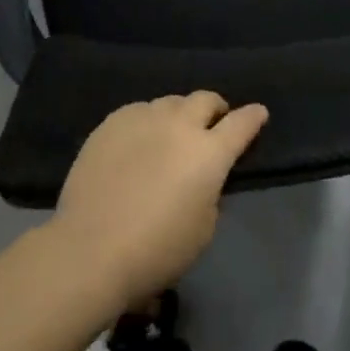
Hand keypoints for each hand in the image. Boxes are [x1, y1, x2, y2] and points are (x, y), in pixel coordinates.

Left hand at [51, 91, 268, 309]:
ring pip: (170, 102)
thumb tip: (200, 177)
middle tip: (213, 124)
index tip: (259, 114)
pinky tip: (138, 141)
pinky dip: (147, 121)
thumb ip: (210, 192)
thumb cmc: (157, 250)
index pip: (242, 123)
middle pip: (205, 100)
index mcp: (210, 153)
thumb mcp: (203, 228)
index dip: (253, 117)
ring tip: (171, 134)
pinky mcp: (112, 123)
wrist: (90, 249)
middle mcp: (180, 125)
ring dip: (179, 115)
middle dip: (215, 109)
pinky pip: (138, 111)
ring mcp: (143, 118)